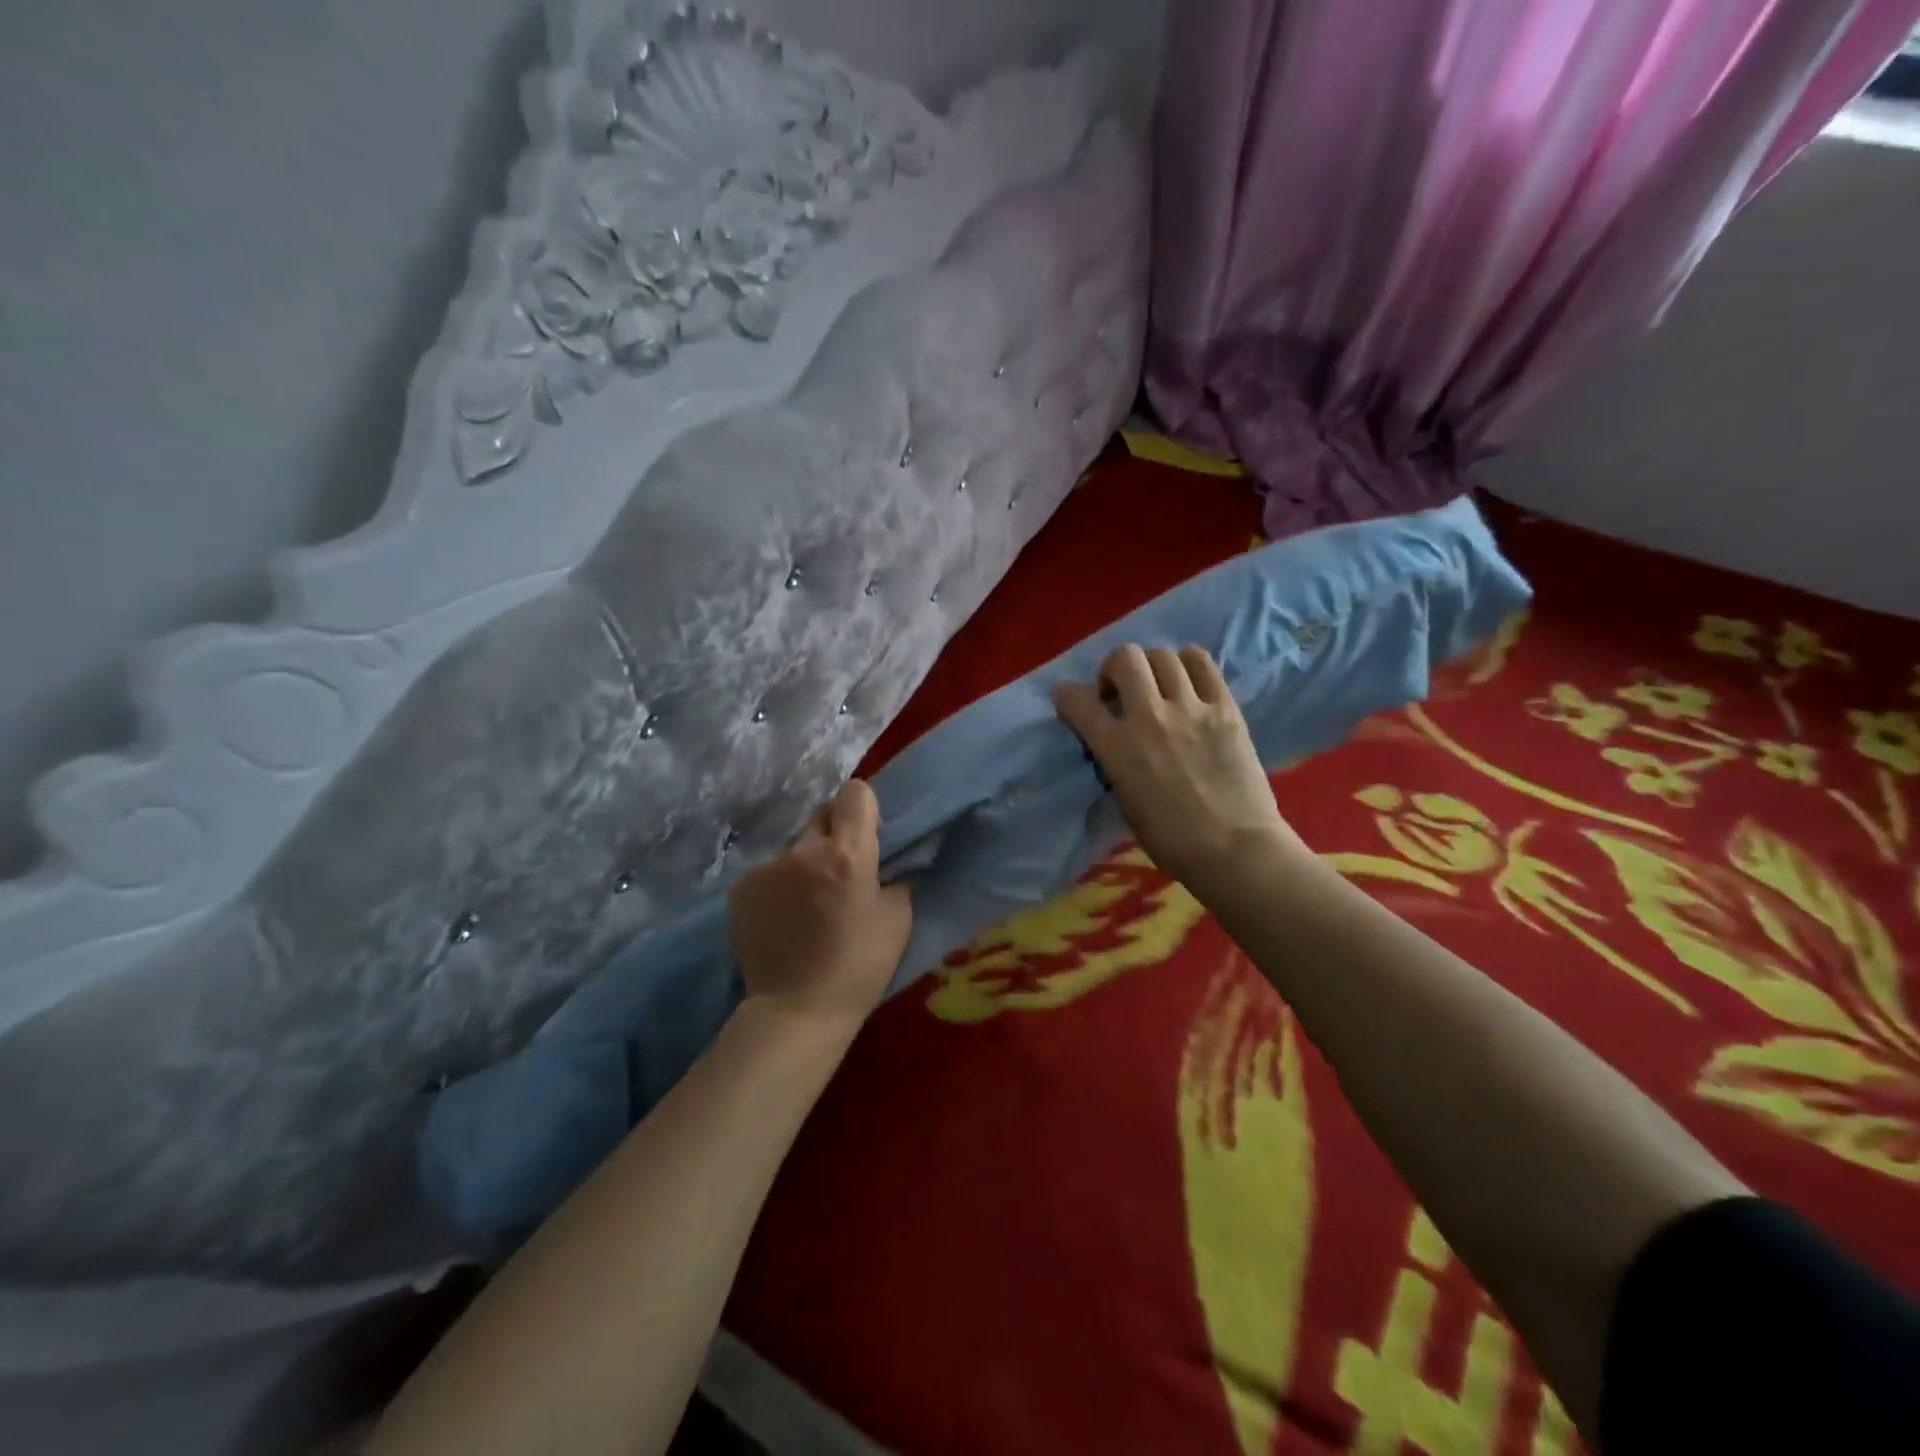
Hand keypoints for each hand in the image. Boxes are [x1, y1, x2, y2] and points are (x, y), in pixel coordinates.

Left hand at [727, 779, 912, 1030]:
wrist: (795, 1010)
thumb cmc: (858, 967)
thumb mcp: (898, 919)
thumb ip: (895, 875)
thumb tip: (892, 857)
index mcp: (847, 854)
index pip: (854, 793)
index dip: (863, 806)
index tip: (866, 830)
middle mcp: (804, 850)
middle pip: (821, 816)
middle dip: (833, 833)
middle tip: (840, 869)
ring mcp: (767, 867)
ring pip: (794, 847)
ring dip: (805, 863)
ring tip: (808, 903)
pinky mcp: (741, 887)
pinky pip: (769, 871)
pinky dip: (779, 885)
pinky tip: (783, 918)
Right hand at [1052, 644, 1307, 893]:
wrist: (1234, 849)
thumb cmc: (1172, 841)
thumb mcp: (1124, 802)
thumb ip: (1114, 762)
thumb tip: (1114, 740)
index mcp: (1118, 748)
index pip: (1077, 699)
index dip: (1067, 695)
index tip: (1071, 701)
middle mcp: (1150, 717)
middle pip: (1124, 657)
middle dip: (1114, 669)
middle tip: (1122, 692)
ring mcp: (1191, 708)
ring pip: (1163, 655)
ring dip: (1152, 667)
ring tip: (1159, 687)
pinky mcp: (1225, 707)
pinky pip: (1203, 663)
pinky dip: (1188, 664)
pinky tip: (1188, 684)